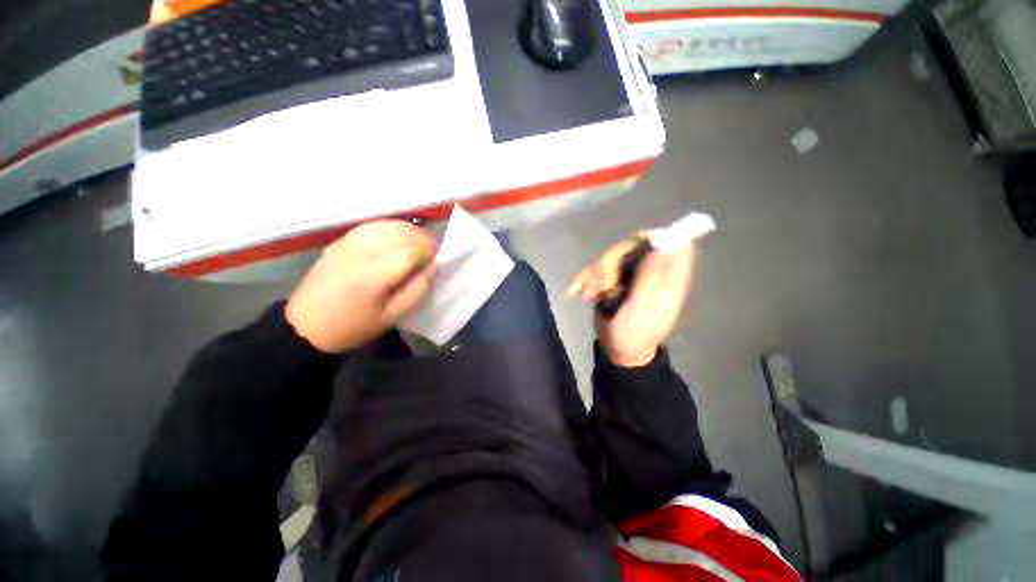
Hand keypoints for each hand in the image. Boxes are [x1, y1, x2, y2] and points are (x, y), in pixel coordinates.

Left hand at [286, 220, 436, 352]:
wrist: (305, 326)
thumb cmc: (352, 327)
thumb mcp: (391, 318)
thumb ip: (416, 291)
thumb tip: (432, 267)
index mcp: (372, 277)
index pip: (410, 252)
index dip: (428, 253)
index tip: (436, 261)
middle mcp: (359, 254)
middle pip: (399, 233)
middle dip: (423, 238)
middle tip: (432, 251)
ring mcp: (346, 244)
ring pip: (386, 225)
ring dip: (408, 230)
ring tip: (419, 242)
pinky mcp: (339, 242)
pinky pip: (370, 226)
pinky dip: (390, 227)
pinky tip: (397, 237)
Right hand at [568, 239, 695, 367]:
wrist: (617, 350)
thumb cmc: (636, 333)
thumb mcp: (643, 307)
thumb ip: (651, 277)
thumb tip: (662, 245)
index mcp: (668, 279)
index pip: (675, 246)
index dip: (658, 238)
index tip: (637, 244)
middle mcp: (650, 272)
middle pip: (635, 247)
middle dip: (614, 261)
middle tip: (604, 282)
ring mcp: (630, 276)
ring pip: (612, 257)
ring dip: (597, 274)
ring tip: (590, 294)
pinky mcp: (613, 281)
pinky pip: (598, 270)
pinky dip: (587, 279)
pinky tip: (581, 291)